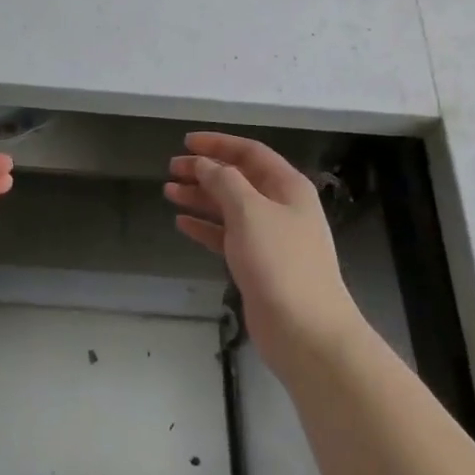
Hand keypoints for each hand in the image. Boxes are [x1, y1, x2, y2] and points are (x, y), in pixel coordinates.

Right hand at [166, 132, 360, 368]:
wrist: (306, 332)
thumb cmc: (280, 262)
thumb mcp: (249, 211)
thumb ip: (223, 181)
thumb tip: (204, 163)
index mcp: (287, 186)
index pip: (250, 152)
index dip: (218, 144)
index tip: (186, 142)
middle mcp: (280, 206)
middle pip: (238, 178)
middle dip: (205, 170)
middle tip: (171, 168)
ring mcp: (270, 237)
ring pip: (230, 207)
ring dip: (201, 197)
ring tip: (168, 192)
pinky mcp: (258, 265)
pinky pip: (227, 236)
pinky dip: (205, 227)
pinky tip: (182, 223)